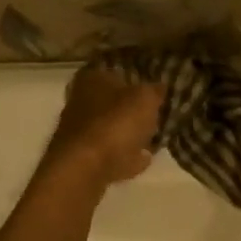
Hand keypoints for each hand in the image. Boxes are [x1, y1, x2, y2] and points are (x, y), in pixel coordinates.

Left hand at [41, 64, 163, 186]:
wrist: (86, 169)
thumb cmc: (116, 123)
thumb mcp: (147, 99)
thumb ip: (156, 91)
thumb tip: (160, 87)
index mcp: (92, 78)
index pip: (119, 70)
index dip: (140, 77)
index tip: (159, 87)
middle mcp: (80, 100)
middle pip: (114, 101)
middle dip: (134, 108)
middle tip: (159, 113)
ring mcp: (79, 131)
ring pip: (113, 127)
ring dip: (131, 133)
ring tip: (156, 138)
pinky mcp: (83, 157)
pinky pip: (111, 152)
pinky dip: (126, 155)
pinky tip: (144, 158)